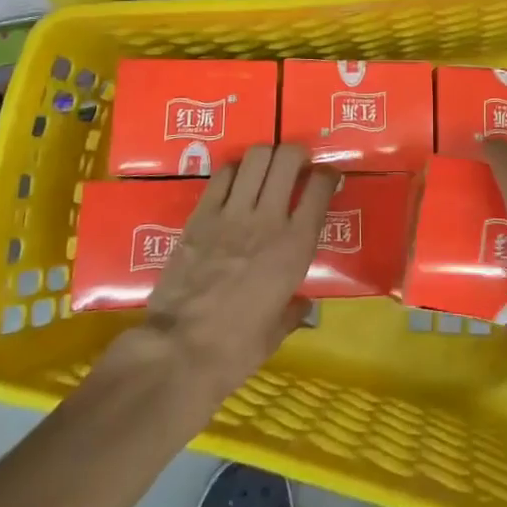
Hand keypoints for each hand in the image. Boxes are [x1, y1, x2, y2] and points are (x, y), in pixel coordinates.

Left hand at [141, 143, 338, 405]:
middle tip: (296, 166)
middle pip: (288, 158)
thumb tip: (303, 305)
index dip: (328, 175)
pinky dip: (235, 170)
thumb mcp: (275, 333)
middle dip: (297, 154)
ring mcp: (233, 213)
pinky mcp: (201, 215)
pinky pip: (223, 175)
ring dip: (266, 156)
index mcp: (296, 247)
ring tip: (266, 168)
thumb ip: (293, 311)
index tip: (327, 178)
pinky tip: (235, 182)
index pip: (321, 188)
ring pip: (256, 156)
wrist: (178, 351)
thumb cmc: (235, 350)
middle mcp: (269, 219)